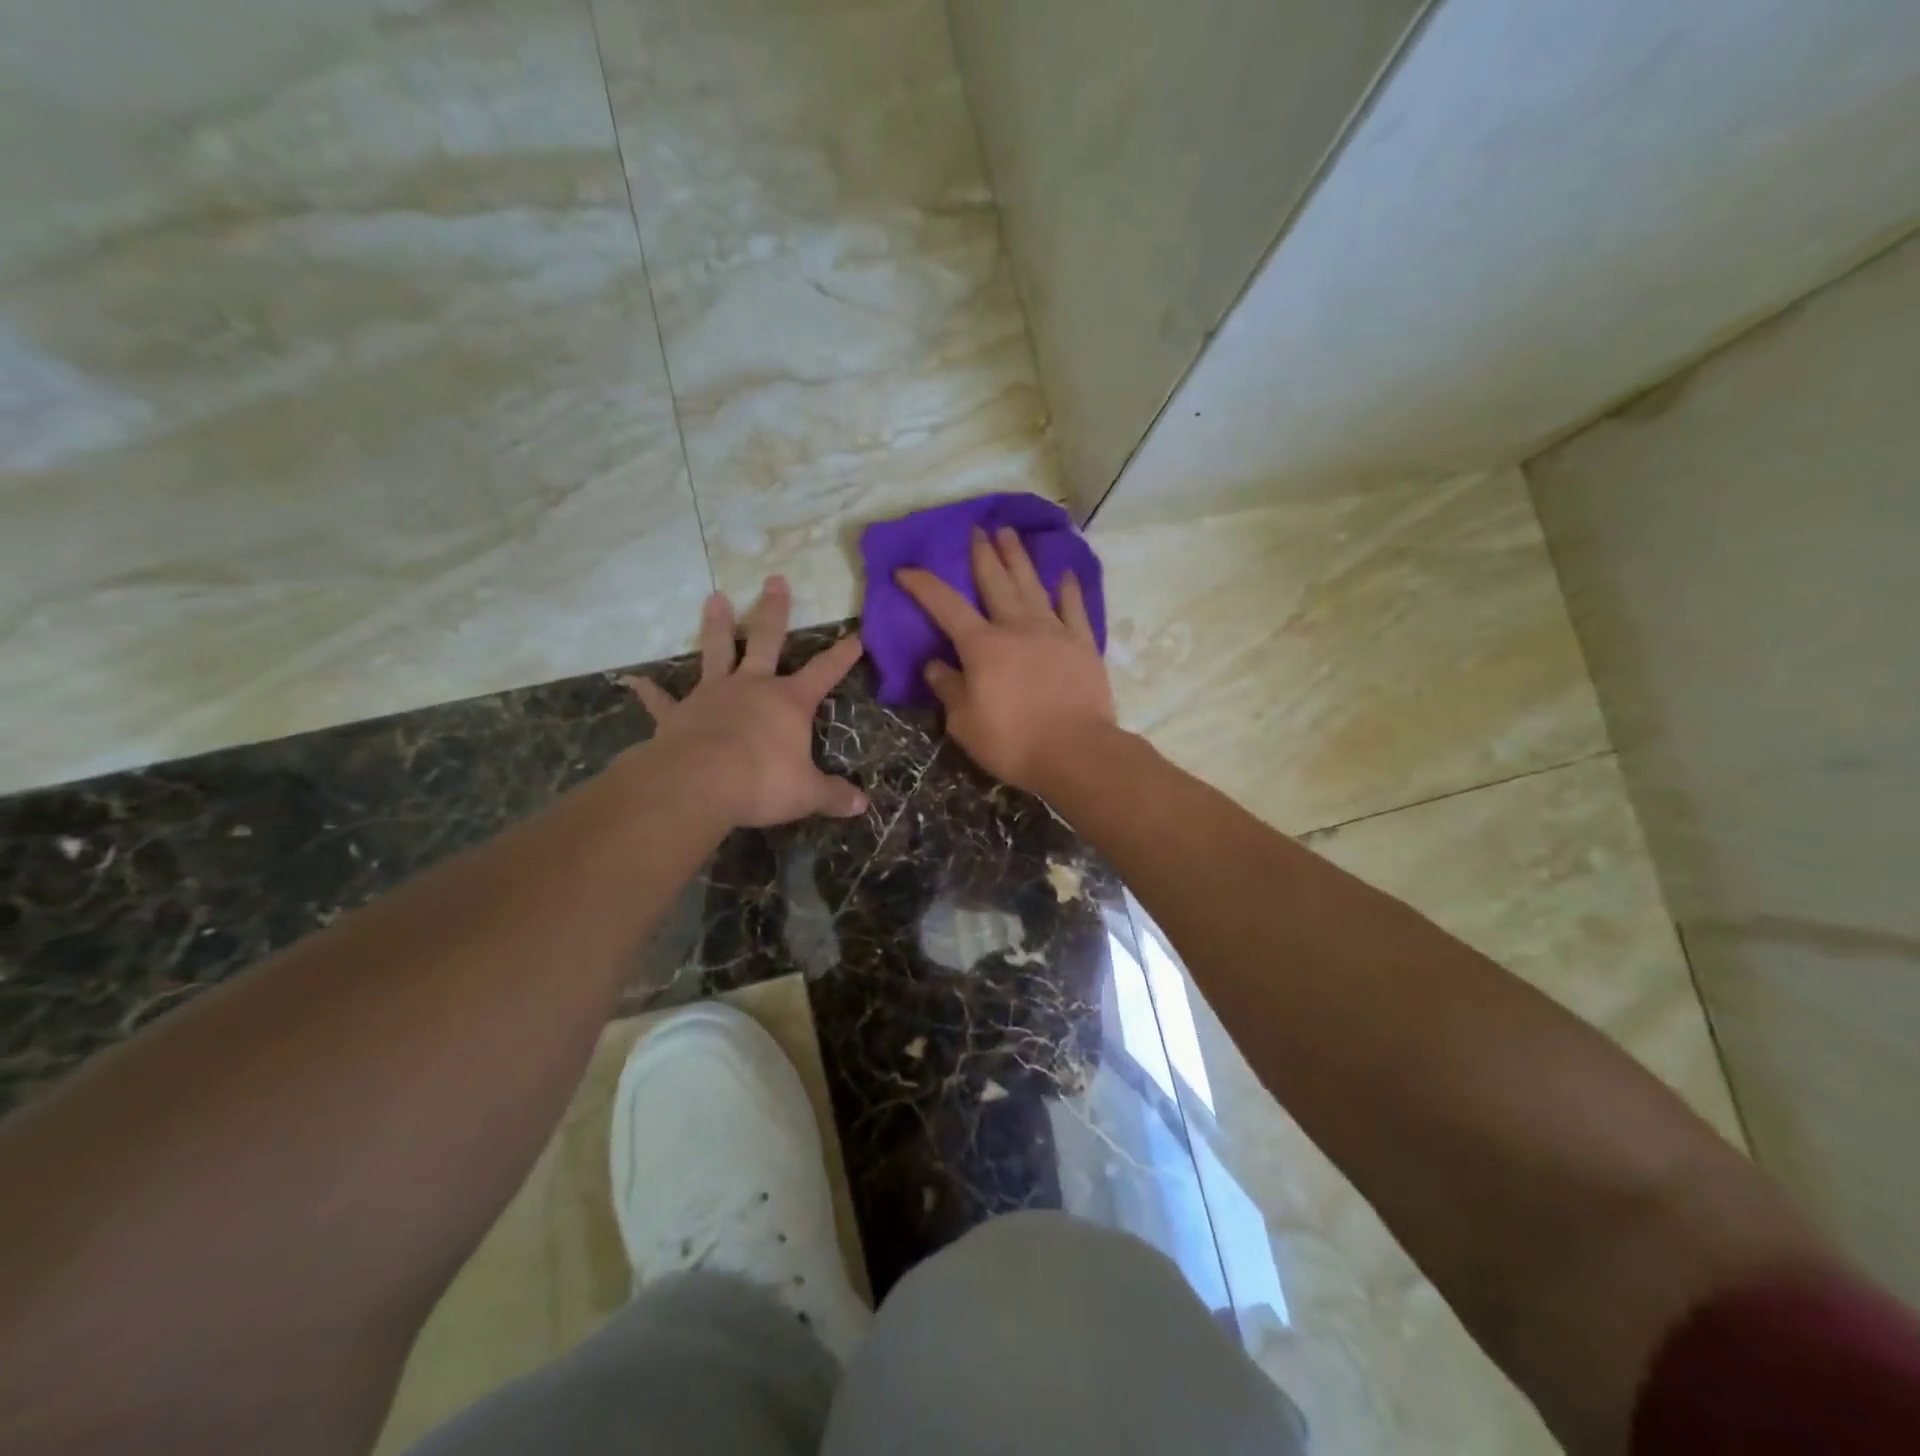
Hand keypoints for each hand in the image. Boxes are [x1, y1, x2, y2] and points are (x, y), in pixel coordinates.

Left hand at [622, 577, 867, 828]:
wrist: (700, 783)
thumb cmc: (762, 782)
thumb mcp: (807, 793)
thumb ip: (833, 795)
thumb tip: (862, 806)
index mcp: (789, 701)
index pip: (824, 672)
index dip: (842, 656)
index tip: (856, 636)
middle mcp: (752, 687)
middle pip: (765, 640)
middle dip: (774, 610)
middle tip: (775, 580)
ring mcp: (712, 695)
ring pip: (716, 651)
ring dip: (716, 625)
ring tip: (714, 598)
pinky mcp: (679, 714)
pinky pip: (663, 701)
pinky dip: (651, 692)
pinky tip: (636, 682)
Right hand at [896, 526, 1116, 793]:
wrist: (1076, 752)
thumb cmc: (1013, 742)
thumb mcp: (964, 723)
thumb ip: (948, 689)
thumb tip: (934, 665)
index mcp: (982, 646)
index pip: (945, 606)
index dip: (923, 585)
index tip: (905, 570)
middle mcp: (1017, 628)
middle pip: (996, 582)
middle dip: (982, 554)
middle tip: (977, 529)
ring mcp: (1054, 632)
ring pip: (1032, 585)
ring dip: (1018, 558)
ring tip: (1009, 533)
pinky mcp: (1083, 644)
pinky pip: (1073, 608)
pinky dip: (1068, 589)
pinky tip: (1063, 574)